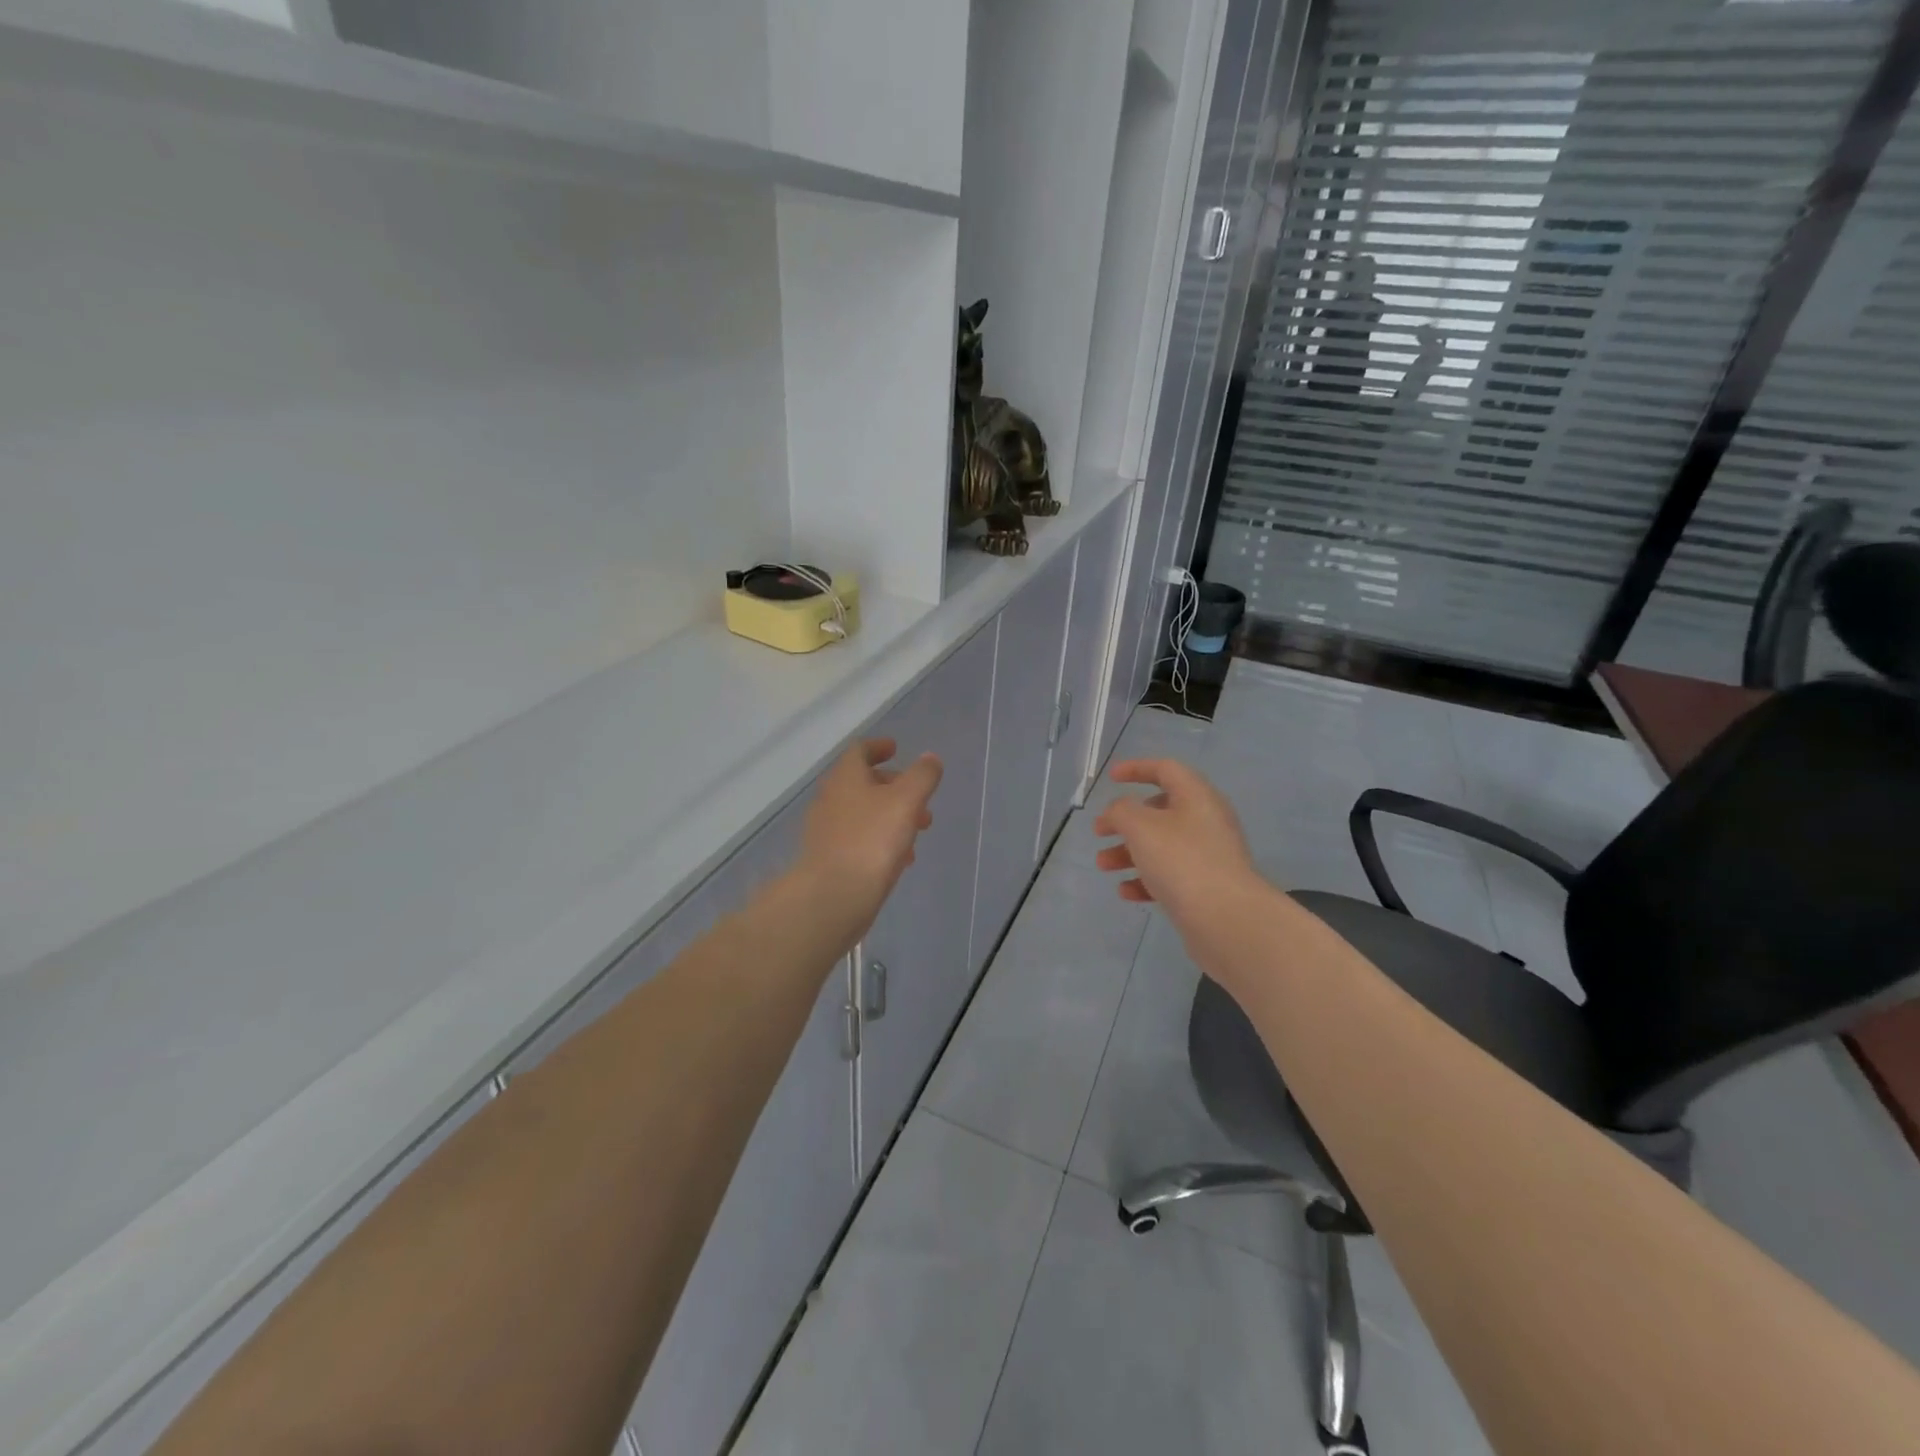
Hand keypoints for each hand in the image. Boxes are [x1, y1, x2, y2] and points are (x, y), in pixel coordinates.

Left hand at [794, 738, 942, 947]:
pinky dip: (881, 839)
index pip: (859, 751)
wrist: (833, 896)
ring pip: (863, 813)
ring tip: (918, 831)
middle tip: (920, 798)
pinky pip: (859, 839)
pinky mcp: (829, 858)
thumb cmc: (871, 840)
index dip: (879, 747)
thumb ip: (922, 776)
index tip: (896, 748)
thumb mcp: (906, 801)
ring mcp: (827, 830)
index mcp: (845, 777)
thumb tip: (930, 758)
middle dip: (894, 787)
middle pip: (863, 782)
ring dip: (891, 815)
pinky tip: (901, 858)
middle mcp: (831, 799)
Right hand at [1093, 758, 1262, 928]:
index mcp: (1196, 797)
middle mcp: (1206, 821)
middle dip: (1125, 820)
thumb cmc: (1181, 861)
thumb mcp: (1141, 827)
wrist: (1226, 919)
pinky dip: (1145, 879)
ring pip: (1161, 845)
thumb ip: (1121, 811)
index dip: (1136, 768)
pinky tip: (1126, 891)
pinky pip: (1170, 875)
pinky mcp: (1206, 887)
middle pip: (1160, 810)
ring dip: (1128, 852)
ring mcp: (1208, 856)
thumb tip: (1119, 812)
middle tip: (1100, 831)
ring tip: (1103, 865)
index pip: (1166, 769)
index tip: (1110, 778)